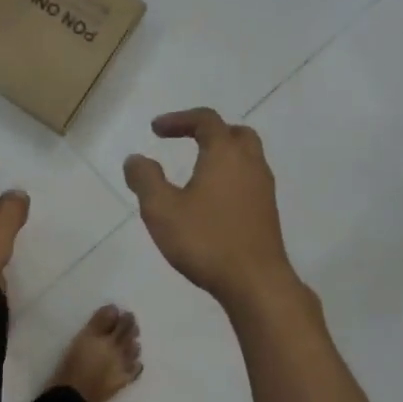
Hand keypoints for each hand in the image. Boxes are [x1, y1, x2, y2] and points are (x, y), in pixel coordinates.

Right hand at [125, 109, 297, 308]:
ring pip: (246, 158)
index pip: (205, 120)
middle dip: (208, 132)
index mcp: (225, 154)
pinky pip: (249, 181)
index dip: (179, 119)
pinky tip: (213, 201)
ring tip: (197, 172)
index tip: (155, 130)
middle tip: (186, 141)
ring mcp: (263, 189)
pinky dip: (230, 178)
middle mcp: (250, 164)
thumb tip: (135, 159)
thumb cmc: (206, 241)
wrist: (255, 281)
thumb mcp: (162, 210)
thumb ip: (145, 179)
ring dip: (222, 155)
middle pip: (234, 133)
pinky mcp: (267, 213)